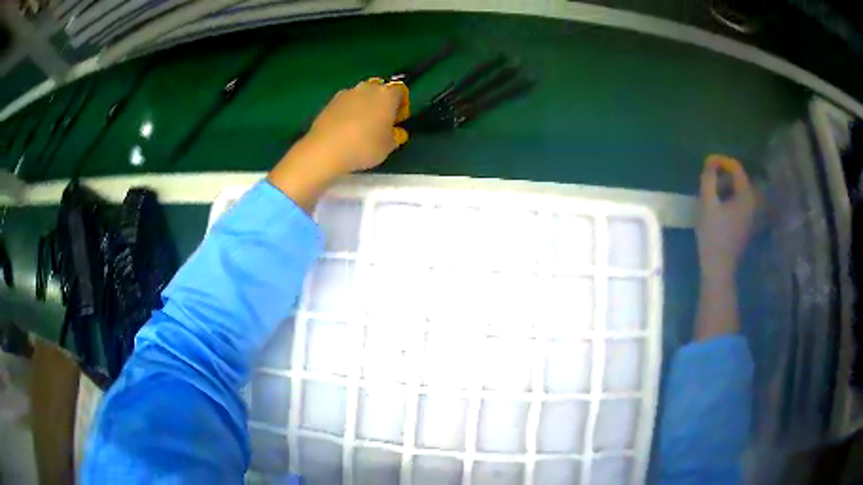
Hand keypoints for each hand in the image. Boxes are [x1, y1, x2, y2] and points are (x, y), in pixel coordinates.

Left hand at [268, 80, 407, 212]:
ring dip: (365, 104)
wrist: (325, 150)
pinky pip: (346, 102)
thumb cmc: (364, 146)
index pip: (401, 90)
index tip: (398, 120)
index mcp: (387, 94)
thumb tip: (397, 131)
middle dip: (383, 101)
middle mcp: (367, 87)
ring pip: (362, 94)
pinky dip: (349, 110)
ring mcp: (347, 93)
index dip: (402, 105)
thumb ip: (396, 136)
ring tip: (362, 125)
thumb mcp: (389, 147)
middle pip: (380, 89)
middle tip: (381, 121)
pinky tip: (346, 128)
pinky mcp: (330, 101)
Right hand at [697, 155, 756, 280]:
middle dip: (724, 176)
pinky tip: (719, 208)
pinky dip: (731, 199)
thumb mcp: (708, 204)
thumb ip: (709, 179)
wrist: (720, 269)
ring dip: (727, 188)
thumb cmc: (714, 235)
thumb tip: (710, 163)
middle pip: (740, 180)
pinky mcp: (747, 226)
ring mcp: (752, 216)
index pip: (736, 168)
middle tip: (709, 180)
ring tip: (712, 193)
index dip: (721, 162)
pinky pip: (741, 204)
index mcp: (746, 196)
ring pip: (740, 193)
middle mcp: (753, 203)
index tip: (707, 163)